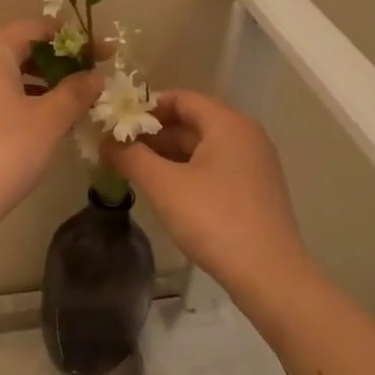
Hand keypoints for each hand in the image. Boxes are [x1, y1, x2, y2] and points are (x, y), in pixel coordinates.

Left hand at [0, 19, 102, 225]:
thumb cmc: (5, 150)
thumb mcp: (49, 119)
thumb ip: (76, 91)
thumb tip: (97, 76)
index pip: (37, 28)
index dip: (75, 39)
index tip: (106, 54)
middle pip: (23, 49)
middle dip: (62, 62)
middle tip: (96, 78)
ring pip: (13, 75)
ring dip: (47, 84)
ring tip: (79, 102)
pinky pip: (0, 95)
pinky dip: (27, 100)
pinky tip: (51, 122)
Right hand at [101, 90, 313, 299]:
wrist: (269, 275)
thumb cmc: (214, 219)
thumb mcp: (164, 185)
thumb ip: (131, 157)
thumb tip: (105, 141)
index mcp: (228, 124)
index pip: (181, 98)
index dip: (146, 106)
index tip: (116, 121)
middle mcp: (245, 136)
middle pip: (191, 122)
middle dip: (153, 133)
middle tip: (117, 147)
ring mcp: (252, 165)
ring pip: (201, 148)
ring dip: (166, 155)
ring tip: (132, 168)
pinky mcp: (253, 191)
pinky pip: (213, 168)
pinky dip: (186, 171)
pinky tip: (163, 190)